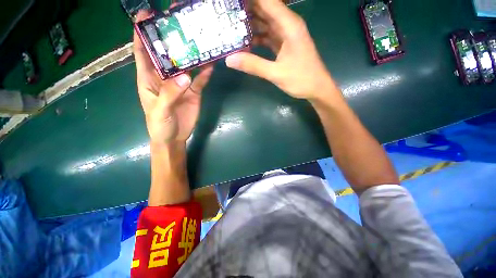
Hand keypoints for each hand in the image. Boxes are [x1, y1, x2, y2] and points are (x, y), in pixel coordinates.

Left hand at [133, 11, 213, 144]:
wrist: (175, 137)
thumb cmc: (159, 125)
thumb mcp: (160, 110)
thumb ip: (170, 94)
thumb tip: (185, 76)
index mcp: (148, 79)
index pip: (142, 52)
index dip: (141, 34)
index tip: (146, 16)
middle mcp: (165, 78)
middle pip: (167, 55)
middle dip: (171, 38)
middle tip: (180, 22)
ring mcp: (181, 85)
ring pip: (187, 66)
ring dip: (192, 55)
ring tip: (200, 40)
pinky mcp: (193, 92)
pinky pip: (200, 80)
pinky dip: (205, 73)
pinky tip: (211, 65)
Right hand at [226, 0, 336, 100]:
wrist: (316, 89)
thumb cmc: (301, 79)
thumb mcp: (276, 73)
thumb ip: (254, 65)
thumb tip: (229, 59)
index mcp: (289, 25)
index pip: (266, 1)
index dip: (249, 1)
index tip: (232, 4)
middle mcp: (287, 25)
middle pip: (264, 9)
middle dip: (246, 10)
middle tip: (227, 16)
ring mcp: (286, 36)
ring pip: (265, 23)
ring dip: (250, 25)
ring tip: (231, 28)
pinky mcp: (284, 45)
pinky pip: (267, 37)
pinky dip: (257, 39)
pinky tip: (245, 43)